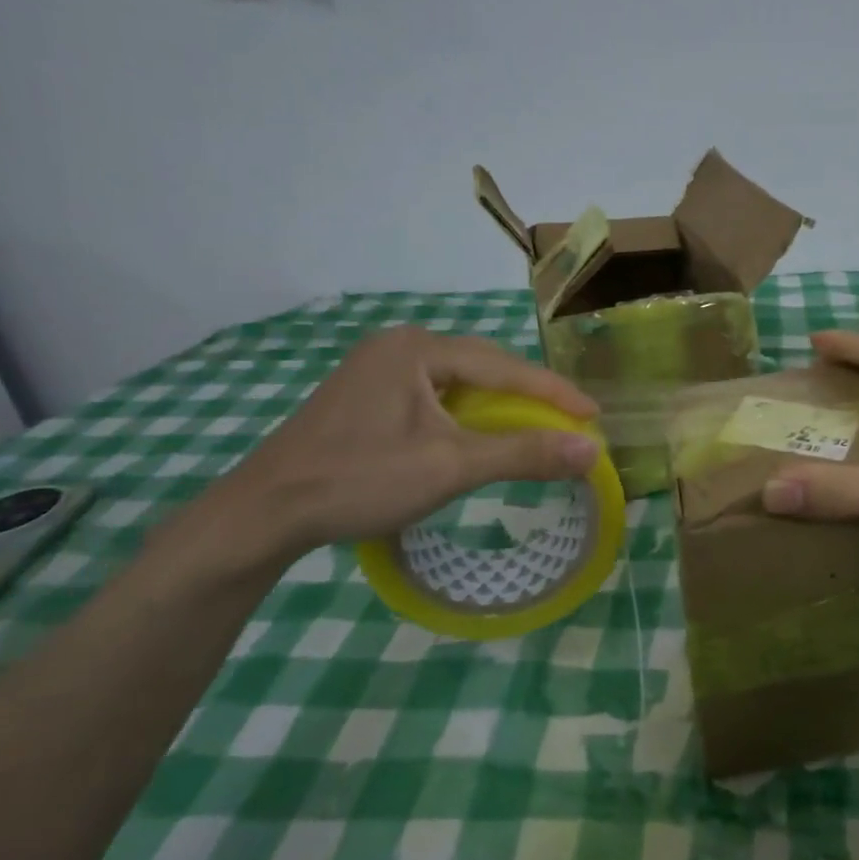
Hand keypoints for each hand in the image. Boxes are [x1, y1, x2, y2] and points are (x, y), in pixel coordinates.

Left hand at [209, 327, 598, 561]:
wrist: (264, 513)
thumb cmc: (360, 480)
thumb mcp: (451, 466)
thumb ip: (524, 453)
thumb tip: (590, 450)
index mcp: (418, 349)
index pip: (504, 367)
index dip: (554, 392)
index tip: (595, 414)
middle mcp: (398, 346)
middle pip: (482, 367)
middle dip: (528, 394)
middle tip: (568, 420)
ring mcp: (377, 368)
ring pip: (458, 382)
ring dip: (497, 404)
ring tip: (534, 426)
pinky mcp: (366, 395)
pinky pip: (434, 394)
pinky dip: (466, 414)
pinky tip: (477, 433)